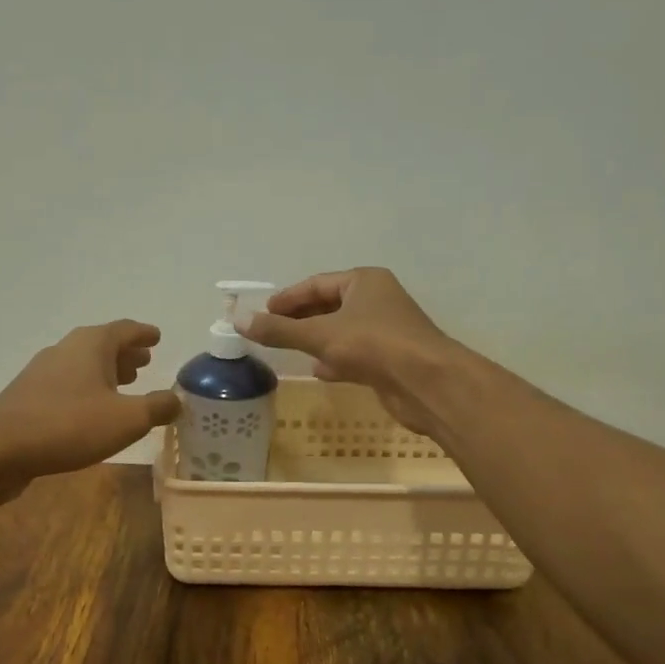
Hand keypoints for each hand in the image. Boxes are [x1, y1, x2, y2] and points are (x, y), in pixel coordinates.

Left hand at [0, 320, 181, 487]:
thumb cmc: (69, 426)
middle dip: (125, 353)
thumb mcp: (127, 419)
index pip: (124, 330)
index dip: (143, 333)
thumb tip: (176, 399)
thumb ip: (157, 407)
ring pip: (83, 366)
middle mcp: (65, 350)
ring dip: (106, 372)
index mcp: (91, 345)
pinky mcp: (29, 398)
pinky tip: (92, 411)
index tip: (157, 336)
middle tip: (146, 362)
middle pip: (101, 345)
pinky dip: (87, 390)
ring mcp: (43, 373)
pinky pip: (67, 386)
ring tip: (125, 385)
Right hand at [240, 268, 458, 434]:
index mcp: (363, 281)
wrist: (426, 382)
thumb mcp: (319, 334)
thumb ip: (279, 330)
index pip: (316, 284)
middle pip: (329, 306)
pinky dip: (335, 360)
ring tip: (289, 351)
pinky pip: (355, 353)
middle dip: (300, 320)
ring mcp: (385, 330)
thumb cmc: (373, 345)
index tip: (262, 313)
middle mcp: (377, 300)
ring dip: (317, 340)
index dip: (288, 298)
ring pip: (342, 331)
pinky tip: (319, 371)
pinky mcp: (390, 359)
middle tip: (271, 332)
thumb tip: (238, 319)